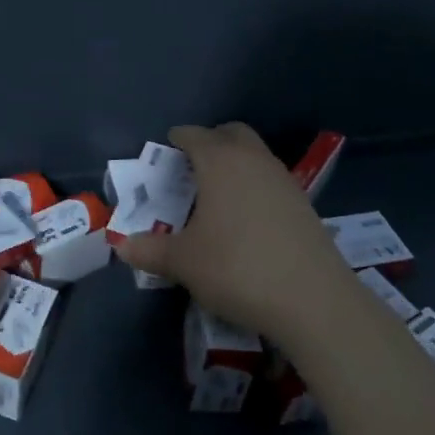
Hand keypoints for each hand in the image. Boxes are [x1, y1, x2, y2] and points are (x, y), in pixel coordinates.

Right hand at [112, 123, 349, 356]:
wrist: (314, 301)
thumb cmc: (237, 268)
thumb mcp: (183, 262)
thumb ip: (149, 250)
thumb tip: (121, 246)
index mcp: (220, 162)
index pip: (194, 135)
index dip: (177, 140)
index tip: (166, 151)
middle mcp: (254, 160)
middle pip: (231, 134)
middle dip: (210, 142)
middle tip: (191, 166)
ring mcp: (284, 180)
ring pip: (255, 155)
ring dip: (235, 163)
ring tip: (216, 194)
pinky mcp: (304, 205)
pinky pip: (271, 180)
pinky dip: (254, 186)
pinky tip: (246, 218)